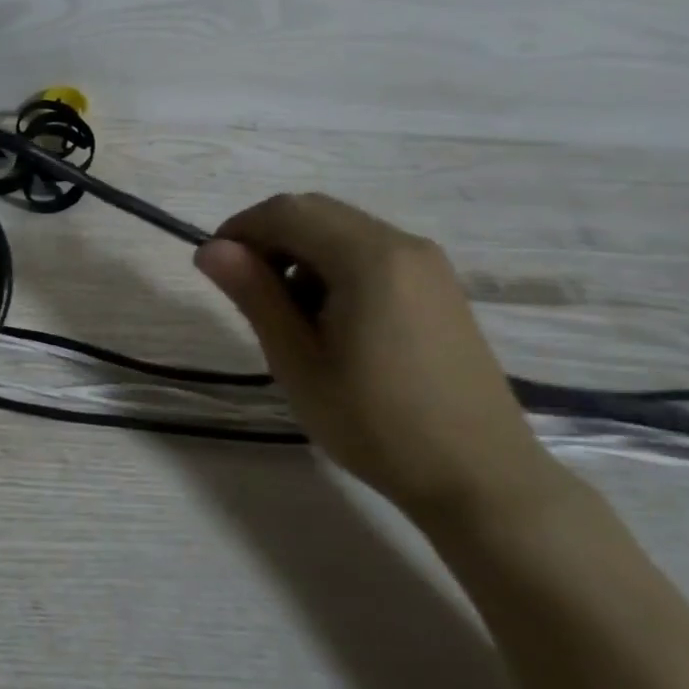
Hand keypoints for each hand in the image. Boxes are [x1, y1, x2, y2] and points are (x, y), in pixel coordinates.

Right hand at [194, 192, 549, 517]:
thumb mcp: (297, 360)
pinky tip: (329, 321)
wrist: (478, 477)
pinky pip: (371, 254)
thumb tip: (210, 249)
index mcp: (369, 257)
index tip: (213, 270)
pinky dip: (333, 268)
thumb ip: (254, 294)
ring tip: (286, 315)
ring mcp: (428, 265)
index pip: (286, 212)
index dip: (239, 230)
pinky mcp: (439, 288)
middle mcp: (403, 244)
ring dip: (299, 254)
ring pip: (342, 231)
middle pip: (315, 213)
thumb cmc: (374, 422)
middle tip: (245, 293)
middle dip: (268, 240)